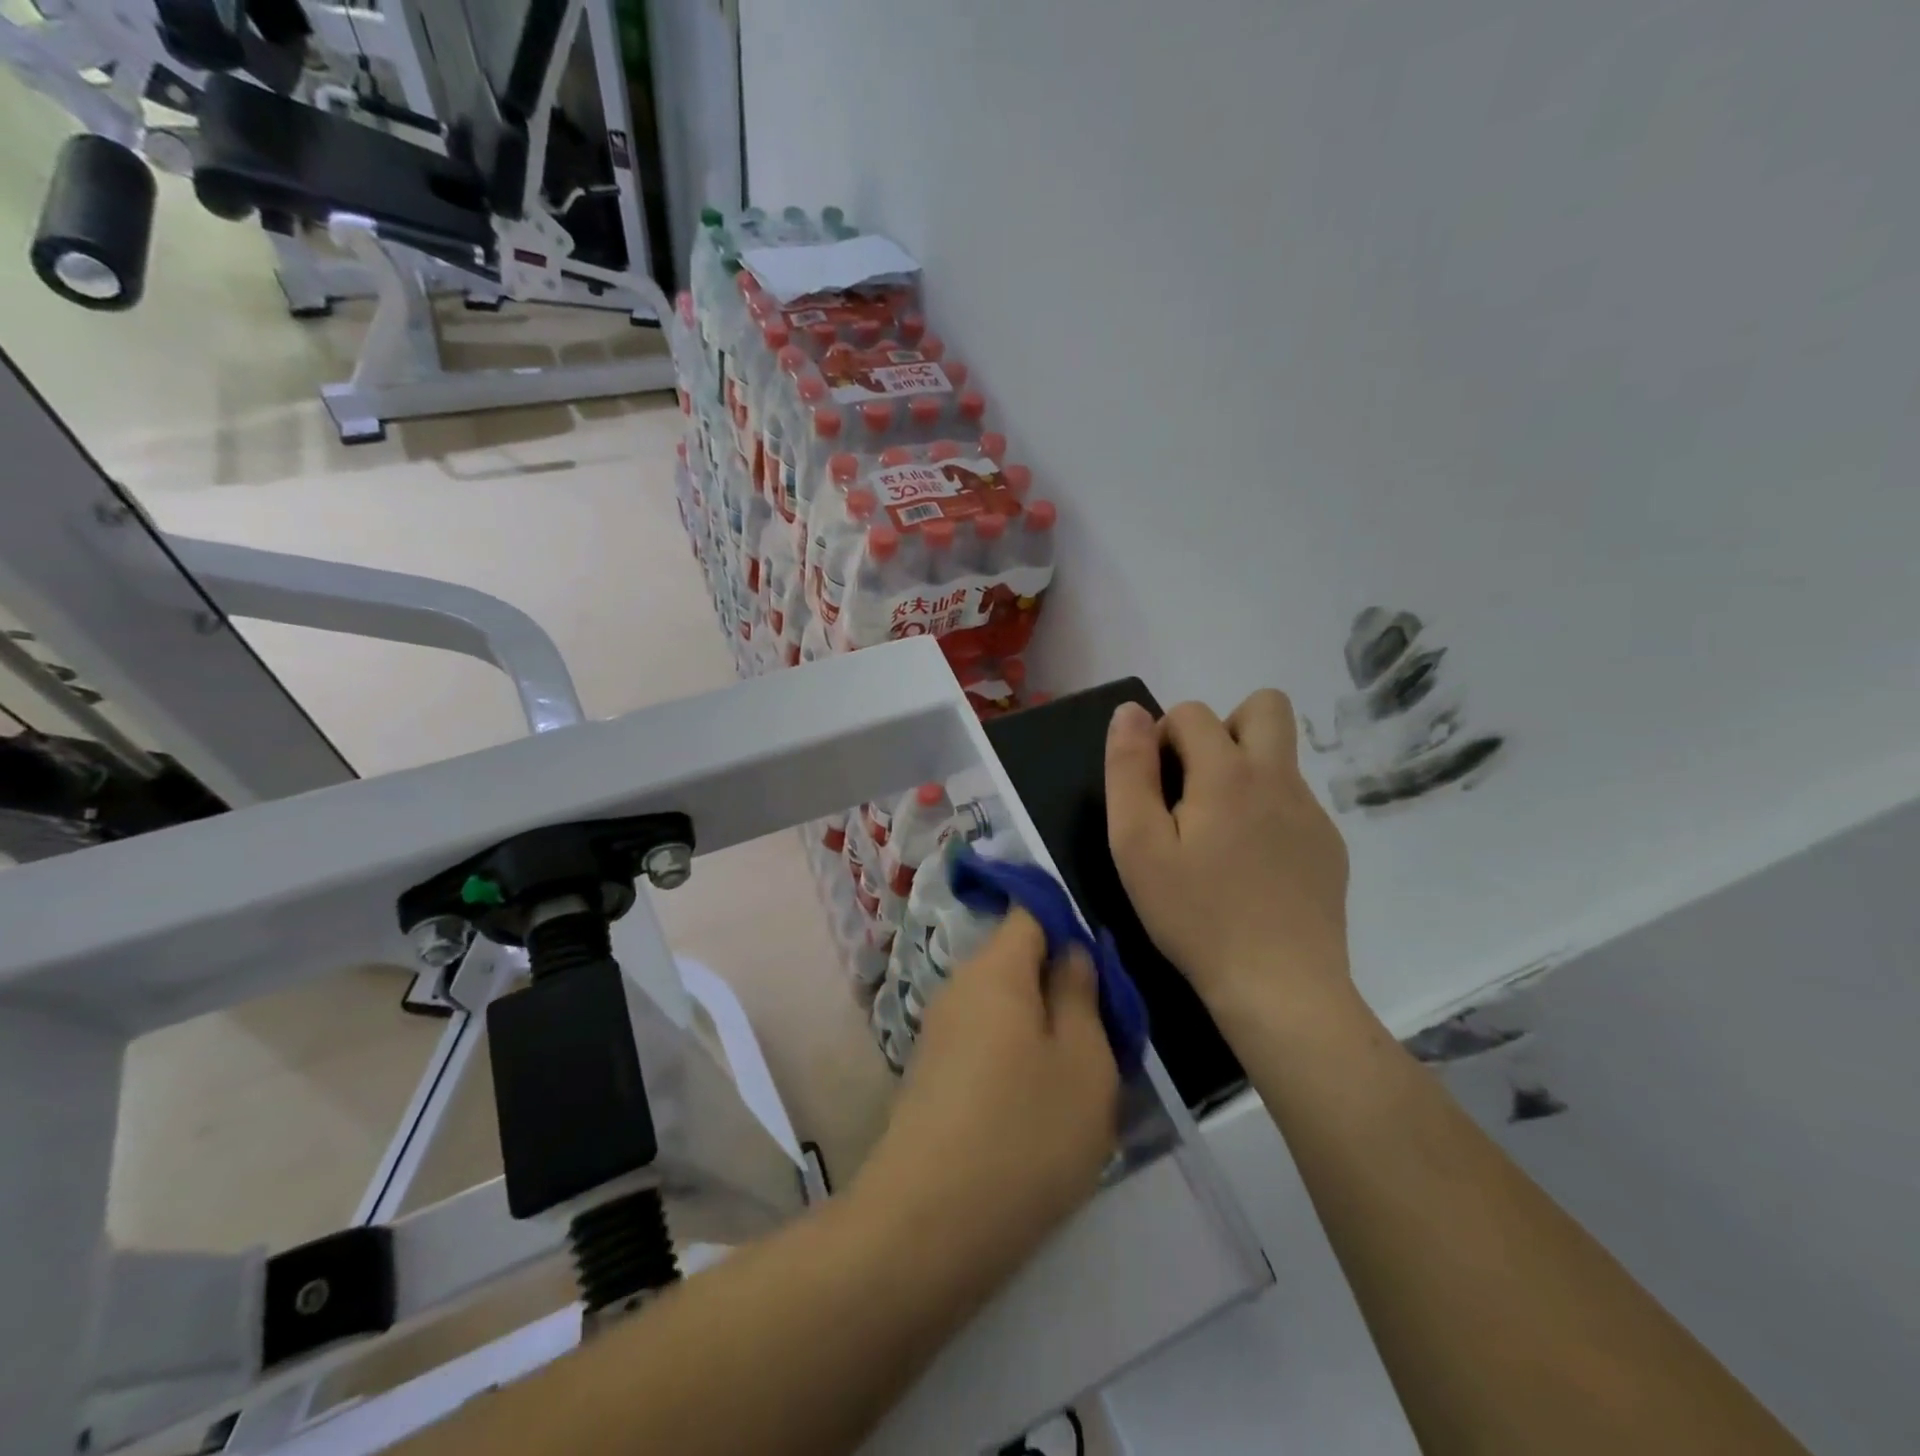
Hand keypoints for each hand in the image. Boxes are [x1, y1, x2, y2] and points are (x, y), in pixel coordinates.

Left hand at [852, 911, 1118, 1283]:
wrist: (929, 1226)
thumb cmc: (1025, 1133)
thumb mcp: (1084, 1061)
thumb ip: (1081, 994)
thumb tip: (1069, 951)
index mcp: (995, 969)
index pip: (1028, 912)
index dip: (1066, 923)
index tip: (1100, 966)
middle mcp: (958, 987)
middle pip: (1016, 961)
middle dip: (1060, 986)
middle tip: (1103, 1037)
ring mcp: (938, 1033)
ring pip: (1004, 1008)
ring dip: (1041, 1030)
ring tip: (1076, 1081)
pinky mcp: (931, 1075)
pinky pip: (984, 1043)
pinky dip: (1014, 1059)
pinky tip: (1034, 1109)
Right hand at [1104, 691, 1351, 1020]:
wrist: (1280, 987)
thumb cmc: (1195, 915)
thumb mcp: (1137, 845)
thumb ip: (1129, 770)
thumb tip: (1130, 712)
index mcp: (1228, 772)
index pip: (1192, 711)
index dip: (1161, 737)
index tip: (1152, 790)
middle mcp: (1278, 778)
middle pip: (1265, 706)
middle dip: (1222, 728)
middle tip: (1195, 786)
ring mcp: (1311, 811)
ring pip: (1279, 756)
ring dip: (1243, 771)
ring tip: (1217, 833)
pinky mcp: (1329, 845)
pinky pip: (1293, 801)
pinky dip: (1265, 812)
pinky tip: (1249, 867)